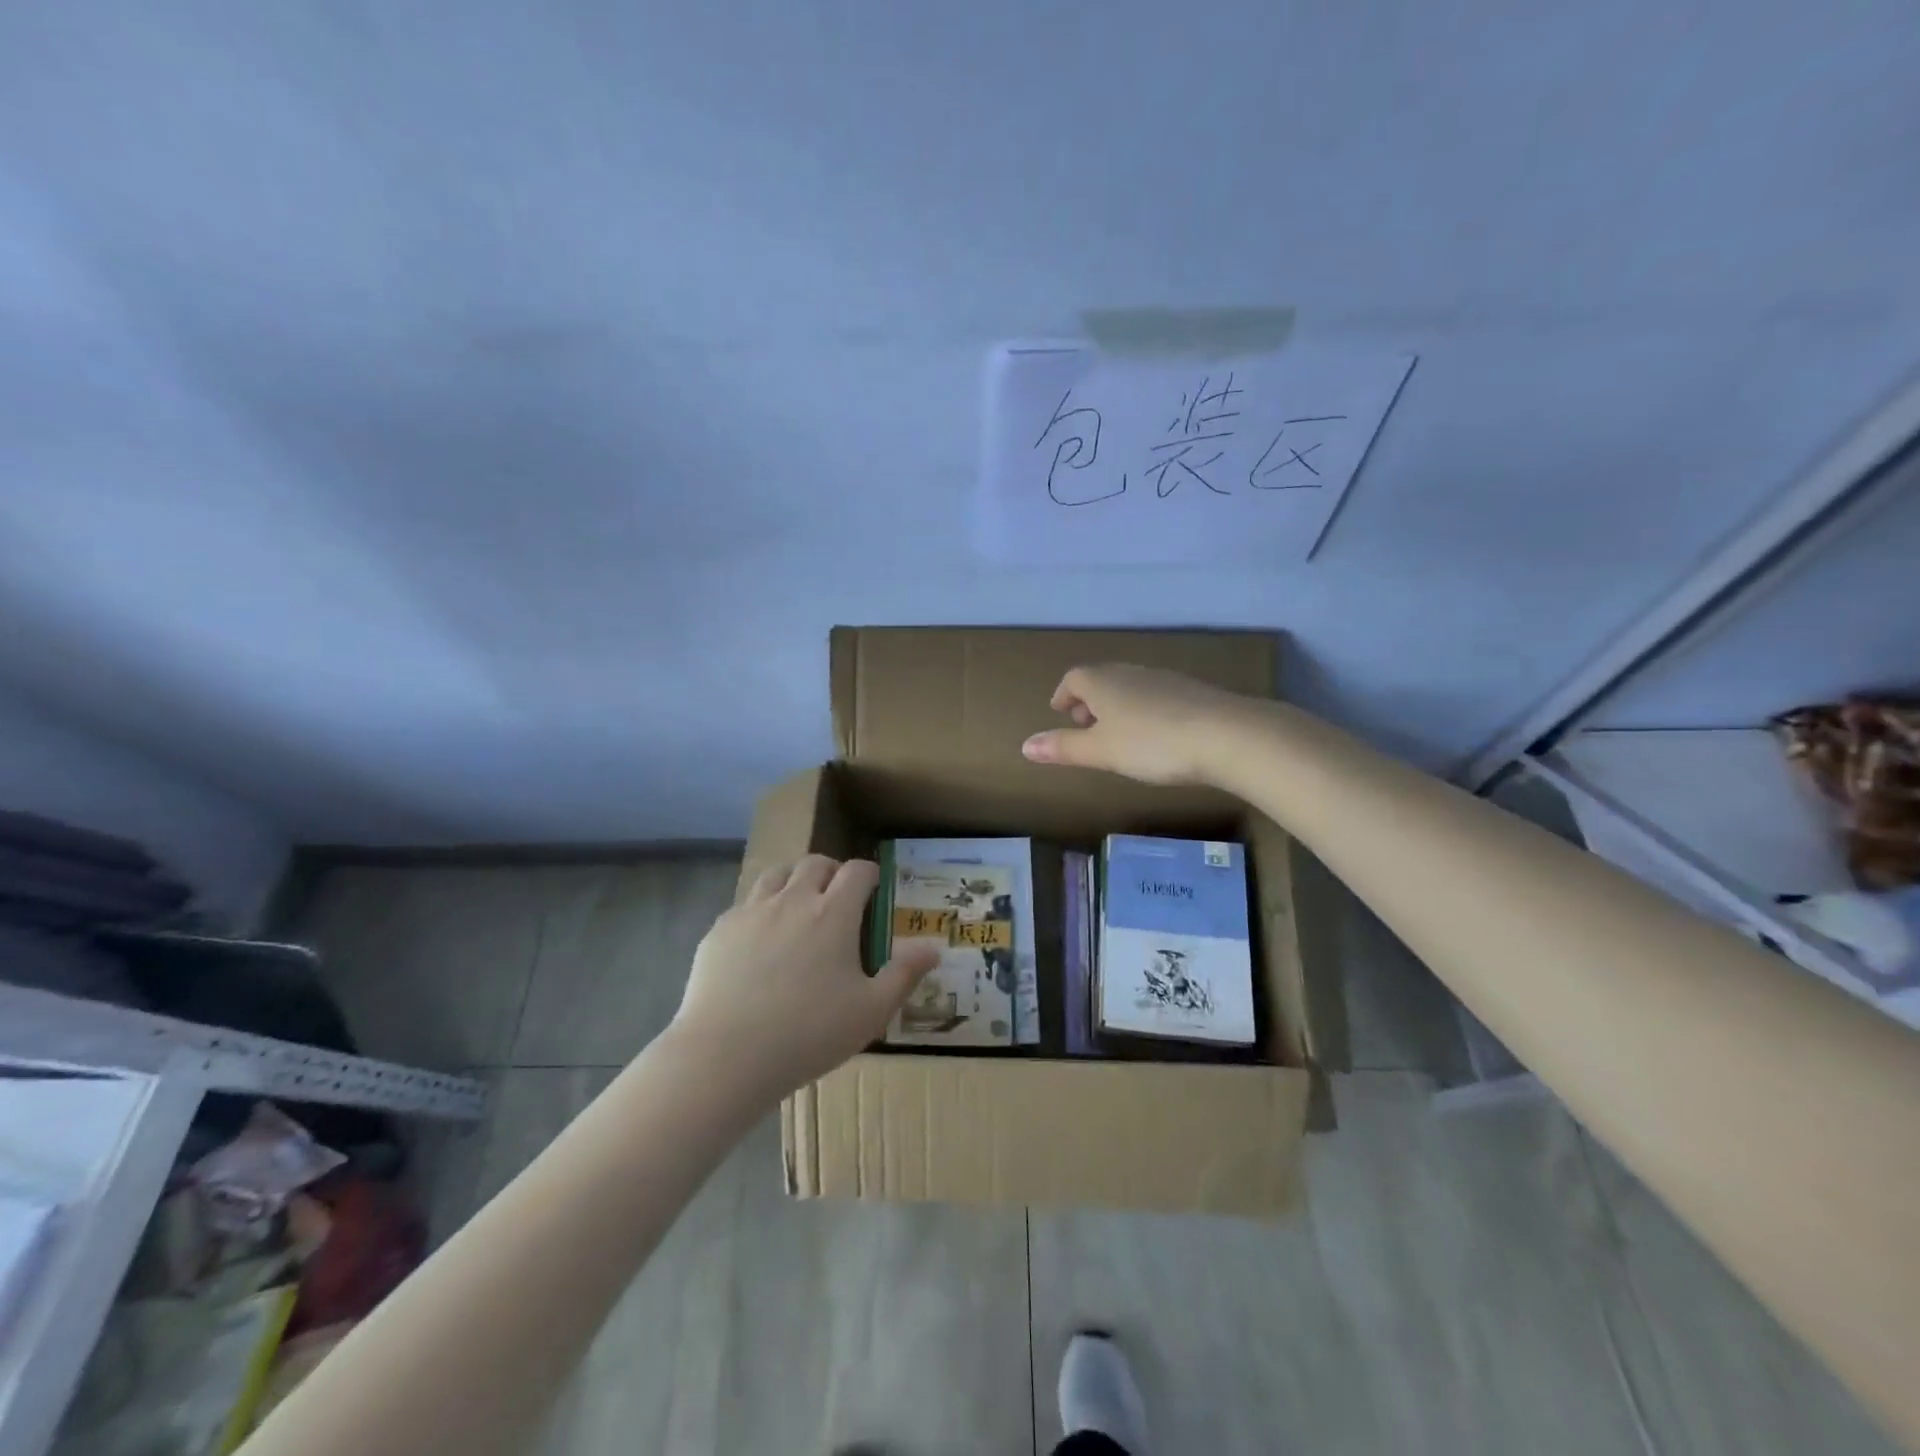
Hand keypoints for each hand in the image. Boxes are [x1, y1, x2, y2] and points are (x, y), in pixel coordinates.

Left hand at [669, 855, 939, 1099]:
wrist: (725, 1056)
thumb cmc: (808, 1033)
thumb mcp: (871, 1011)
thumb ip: (904, 974)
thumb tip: (933, 948)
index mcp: (833, 913)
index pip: (857, 871)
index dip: (870, 874)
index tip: (874, 889)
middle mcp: (792, 899)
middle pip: (815, 863)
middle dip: (832, 872)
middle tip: (838, 898)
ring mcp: (751, 911)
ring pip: (776, 874)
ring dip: (793, 881)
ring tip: (798, 907)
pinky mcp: (720, 930)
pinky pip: (744, 904)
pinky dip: (760, 909)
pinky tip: (759, 941)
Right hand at [1021, 663, 1263, 784]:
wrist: (1226, 735)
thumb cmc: (1152, 743)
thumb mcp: (1101, 751)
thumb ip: (1064, 748)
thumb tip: (1024, 746)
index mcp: (1103, 682)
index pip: (1074, 678)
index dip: (1064, 695)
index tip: (1061, 713)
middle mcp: (1131, 673)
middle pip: (1102, 679)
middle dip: (1089, 700)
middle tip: (1085, 726)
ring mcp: (1165, 679)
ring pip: (1130, 686)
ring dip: (1117, 706)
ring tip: (1118, 734)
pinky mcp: (1192, 692)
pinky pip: (1156, 696)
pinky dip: (1144, 710)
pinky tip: (1155, 735)